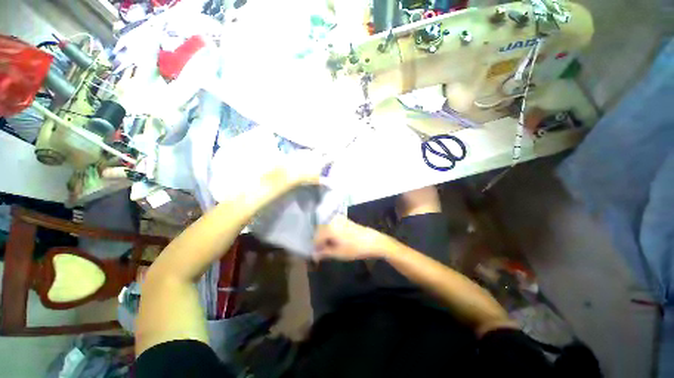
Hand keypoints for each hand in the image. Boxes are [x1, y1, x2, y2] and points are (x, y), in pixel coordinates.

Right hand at [313, 217, 390, 260]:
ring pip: (325, 228)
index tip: (316, 257)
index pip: (315, 238)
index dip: (315, 248)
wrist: (373, 241)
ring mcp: (338, 218)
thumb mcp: (338, 253)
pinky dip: (331, 233)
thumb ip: (324, 252)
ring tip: (328, 248)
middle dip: (319, 241)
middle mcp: (331, 220)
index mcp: (328, 227)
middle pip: (319, 231)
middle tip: (322, 253)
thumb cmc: (355, 248)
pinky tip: (335, 241)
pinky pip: (332, 225)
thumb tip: (313, 255)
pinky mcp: (344, 219)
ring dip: (325, 237)